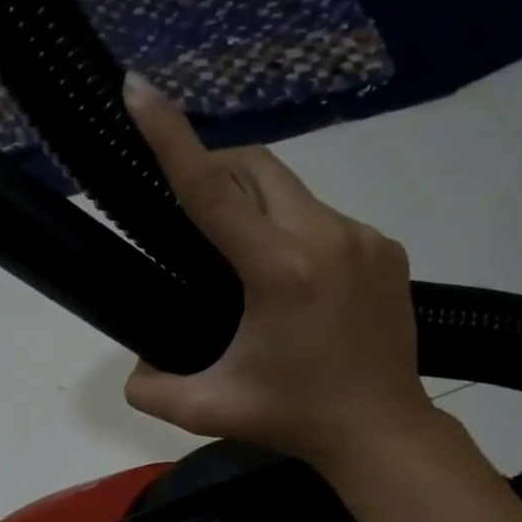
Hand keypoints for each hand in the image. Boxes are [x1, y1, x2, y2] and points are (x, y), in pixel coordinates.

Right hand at [120, 72, 433, 472]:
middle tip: (189, 205)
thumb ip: (151, 389)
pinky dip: (293, 229)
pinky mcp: (387, 248)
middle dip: (215, 166)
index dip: (170, 137)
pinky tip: (290, 278)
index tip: (138, 89)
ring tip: (241, 257)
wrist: (382, 432)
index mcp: (279, 272)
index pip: (211, 190)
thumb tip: (135, 363)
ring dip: (256, 204)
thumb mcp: (207, 411)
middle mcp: (326, 238)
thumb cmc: (293, 420)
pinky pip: (324, 218)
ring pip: (292, 191)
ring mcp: (364, 238)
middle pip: (258, 166)